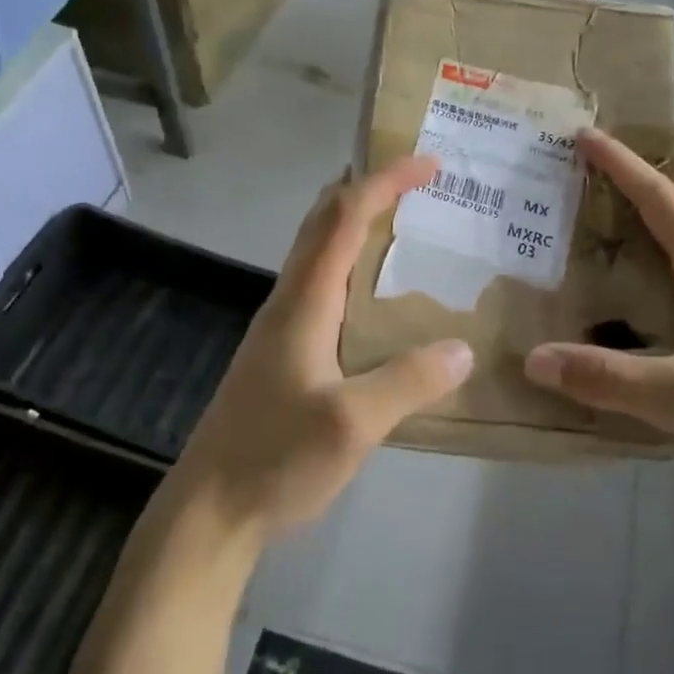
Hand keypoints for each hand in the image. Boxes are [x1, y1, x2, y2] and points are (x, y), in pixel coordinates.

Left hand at [174, 156, 473, 540]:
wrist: (210, 509)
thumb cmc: (275, 458)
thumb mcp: (353, 424)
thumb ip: (408, 382)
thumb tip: (463, 348)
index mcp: (304, 301)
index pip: (344, 217)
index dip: (385, 181)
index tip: (429, 163)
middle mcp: (289, 301)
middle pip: (323, 222)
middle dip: (368, 189)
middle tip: (418, 183)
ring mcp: (280, 327)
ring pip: (318, 253)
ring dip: (357, 224)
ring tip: (406, 227)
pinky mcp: (281, 353)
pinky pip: (320, 287)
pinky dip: (352, 265)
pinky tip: (376, 298)